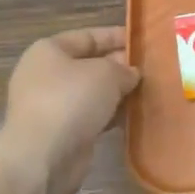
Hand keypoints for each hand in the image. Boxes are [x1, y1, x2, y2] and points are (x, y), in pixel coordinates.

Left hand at [0, 27, 139, 193]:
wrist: (43, 156)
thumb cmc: (71, 100)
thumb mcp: (106, 73)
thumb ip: (123, 68)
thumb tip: (130, 74)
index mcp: (49, 51)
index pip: (88, 37)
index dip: (116, 37)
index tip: (143, 41)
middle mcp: (45, 75)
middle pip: (89, 64)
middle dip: (119, 67)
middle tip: (151, 70)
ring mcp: (51, 105)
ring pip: (91, 93)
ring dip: (117, 94)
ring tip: (147, 93)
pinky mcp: (60, 132)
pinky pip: (90, 116)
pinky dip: (109, 116)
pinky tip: (133, 117)